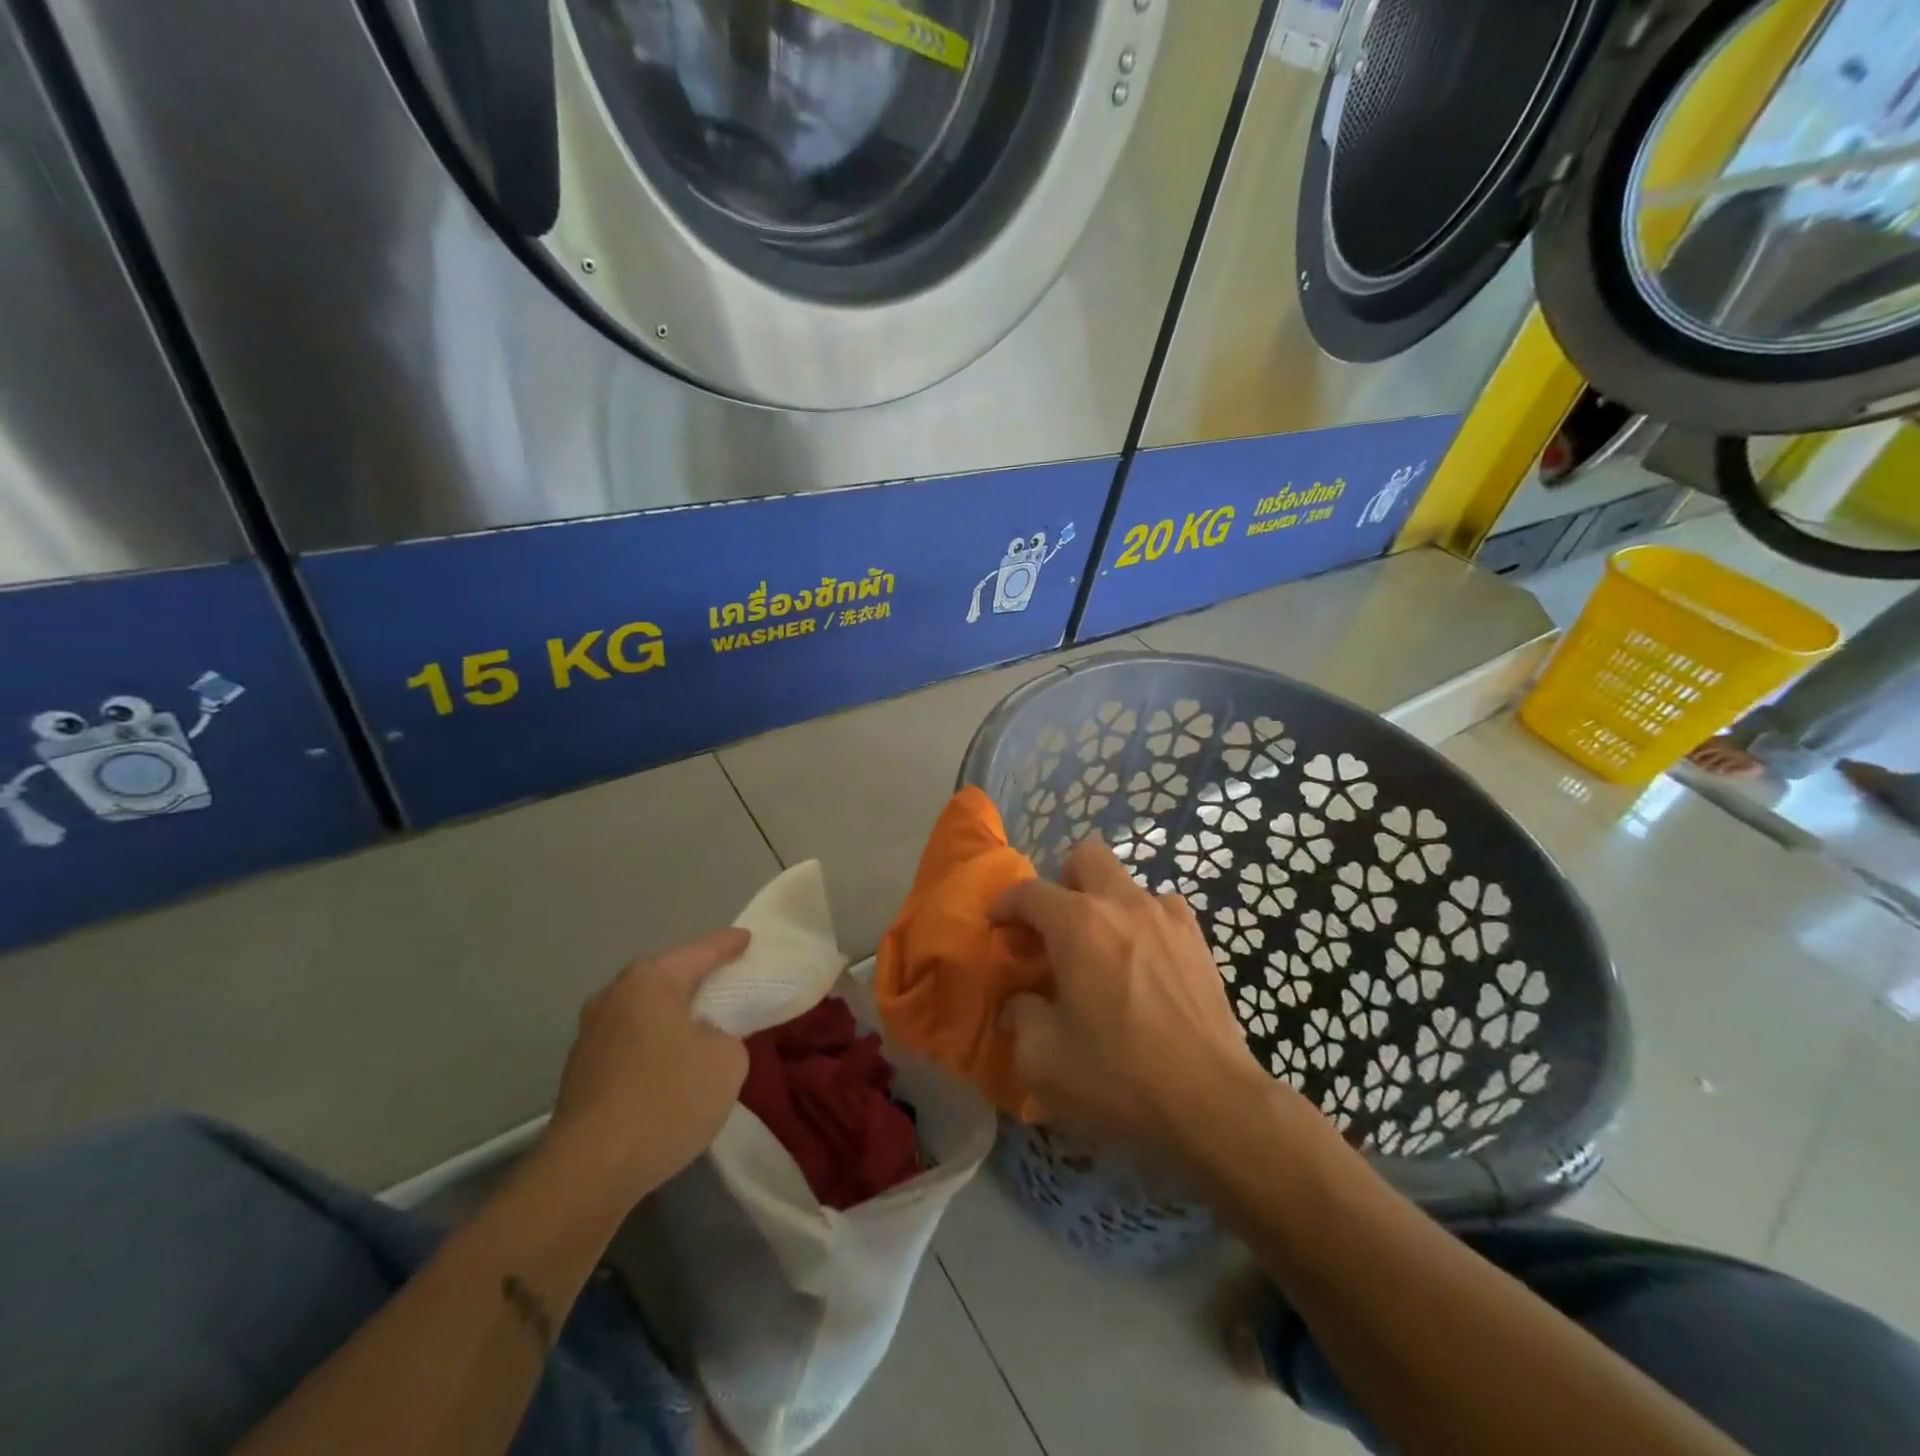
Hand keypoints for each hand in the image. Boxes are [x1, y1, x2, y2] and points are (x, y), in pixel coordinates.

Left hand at [546, 928, 750, 1207]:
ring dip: (668, 1014)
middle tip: (723, 979)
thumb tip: (703, 1038)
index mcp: (651, 980)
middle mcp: (614, 996)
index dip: (728, 945)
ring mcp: (590, 1034)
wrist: (589, 1171)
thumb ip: (725, 1035)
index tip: (747, 938)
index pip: (701, 952)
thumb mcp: (727, 1060)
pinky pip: (628, 1041)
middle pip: (664, 976)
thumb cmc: (667, 1099)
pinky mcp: (580, 1072)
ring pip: (642, 1010)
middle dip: (693, 977)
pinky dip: (651, 1043)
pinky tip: (666, 1064)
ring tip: (697, 1024)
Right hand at [992, 839, 1272, 1158]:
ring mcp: (1167, 918)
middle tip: (1055, 926)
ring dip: (1106, 905)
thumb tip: (1020, 1004)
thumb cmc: (1117, 1077)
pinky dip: (1143, 925)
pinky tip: (1143, 964)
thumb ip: (1021, 1018)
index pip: (1029, 891)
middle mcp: (1122, 904)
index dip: (1006, 904)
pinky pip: (1162, 911)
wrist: (1211, 1102)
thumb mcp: (1043, 1060)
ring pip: (1127, 883)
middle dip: (1063, 881)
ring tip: (1102, 951)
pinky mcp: (1198, 941)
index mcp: (1078, 923)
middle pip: (1086, 856)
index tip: (998, 925)